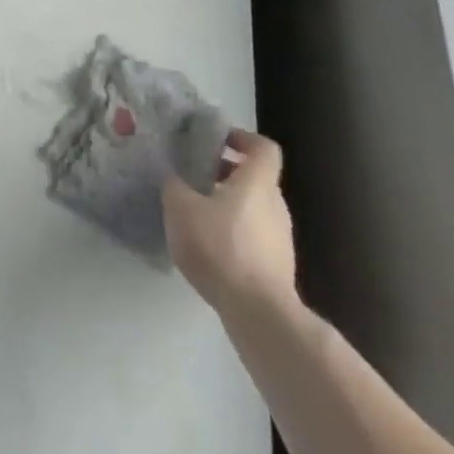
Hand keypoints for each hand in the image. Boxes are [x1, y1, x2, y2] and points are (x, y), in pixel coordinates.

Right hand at [162, 128, 298, 316]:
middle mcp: (275, 205)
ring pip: (254, 210)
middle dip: (227, 174)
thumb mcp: (181, 208)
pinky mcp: (278, 271)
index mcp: (257, 182)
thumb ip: (174, 186)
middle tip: (197, 177)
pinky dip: (235, 236)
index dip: (242, 138)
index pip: (263, 148)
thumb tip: (173, 178)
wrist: (259, 315)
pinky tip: (211, 252)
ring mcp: (280, 241)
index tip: (217, 140)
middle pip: (255, 179)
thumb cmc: (222, 247)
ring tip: (198, 216)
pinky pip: (255, 240)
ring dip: (229, 207)